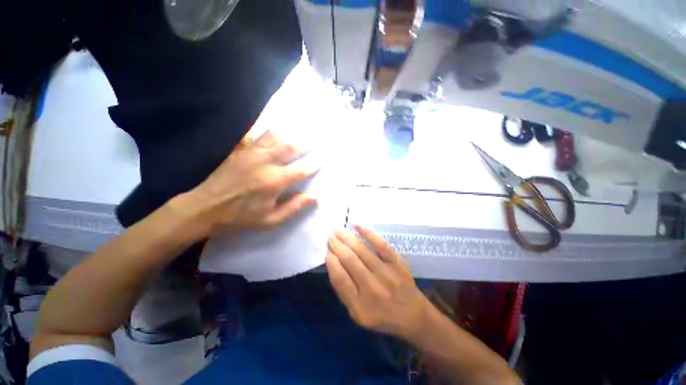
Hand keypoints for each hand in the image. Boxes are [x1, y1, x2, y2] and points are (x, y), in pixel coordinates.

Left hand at [182, 131, 318, 237]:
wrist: (205, 208)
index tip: (323, 158)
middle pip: (290, 148)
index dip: (314, 164)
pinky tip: (275, 131)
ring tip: (298, 133)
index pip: (301, 169)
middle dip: (305, 145)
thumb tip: (314, 197)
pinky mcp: (240, 151)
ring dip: (289, 136)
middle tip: (314, 142)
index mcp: (275, 181)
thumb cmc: (241, 217)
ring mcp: (251, 154)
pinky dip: (269, 133)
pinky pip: (258, 136)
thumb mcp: (270, 220)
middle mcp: (266, 163)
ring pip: (275, 138)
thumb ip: (294, 207)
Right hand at [325, 226, 430, 339]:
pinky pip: (381, 245)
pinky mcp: (397, 264)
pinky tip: (358, 227)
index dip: (331, 263)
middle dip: (337, 246)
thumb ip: (344, 292)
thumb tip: (333, 264)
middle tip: (330, 237)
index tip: (327, 252)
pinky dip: (369, 234)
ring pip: (363, 251)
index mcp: (360, 307)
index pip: (340, 279)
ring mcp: (387, 275)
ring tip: (338, 231)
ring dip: (348, 239)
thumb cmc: (382, 316)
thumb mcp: (358, 314)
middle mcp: (373, 290)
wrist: (413, 316)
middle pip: (350, 261)